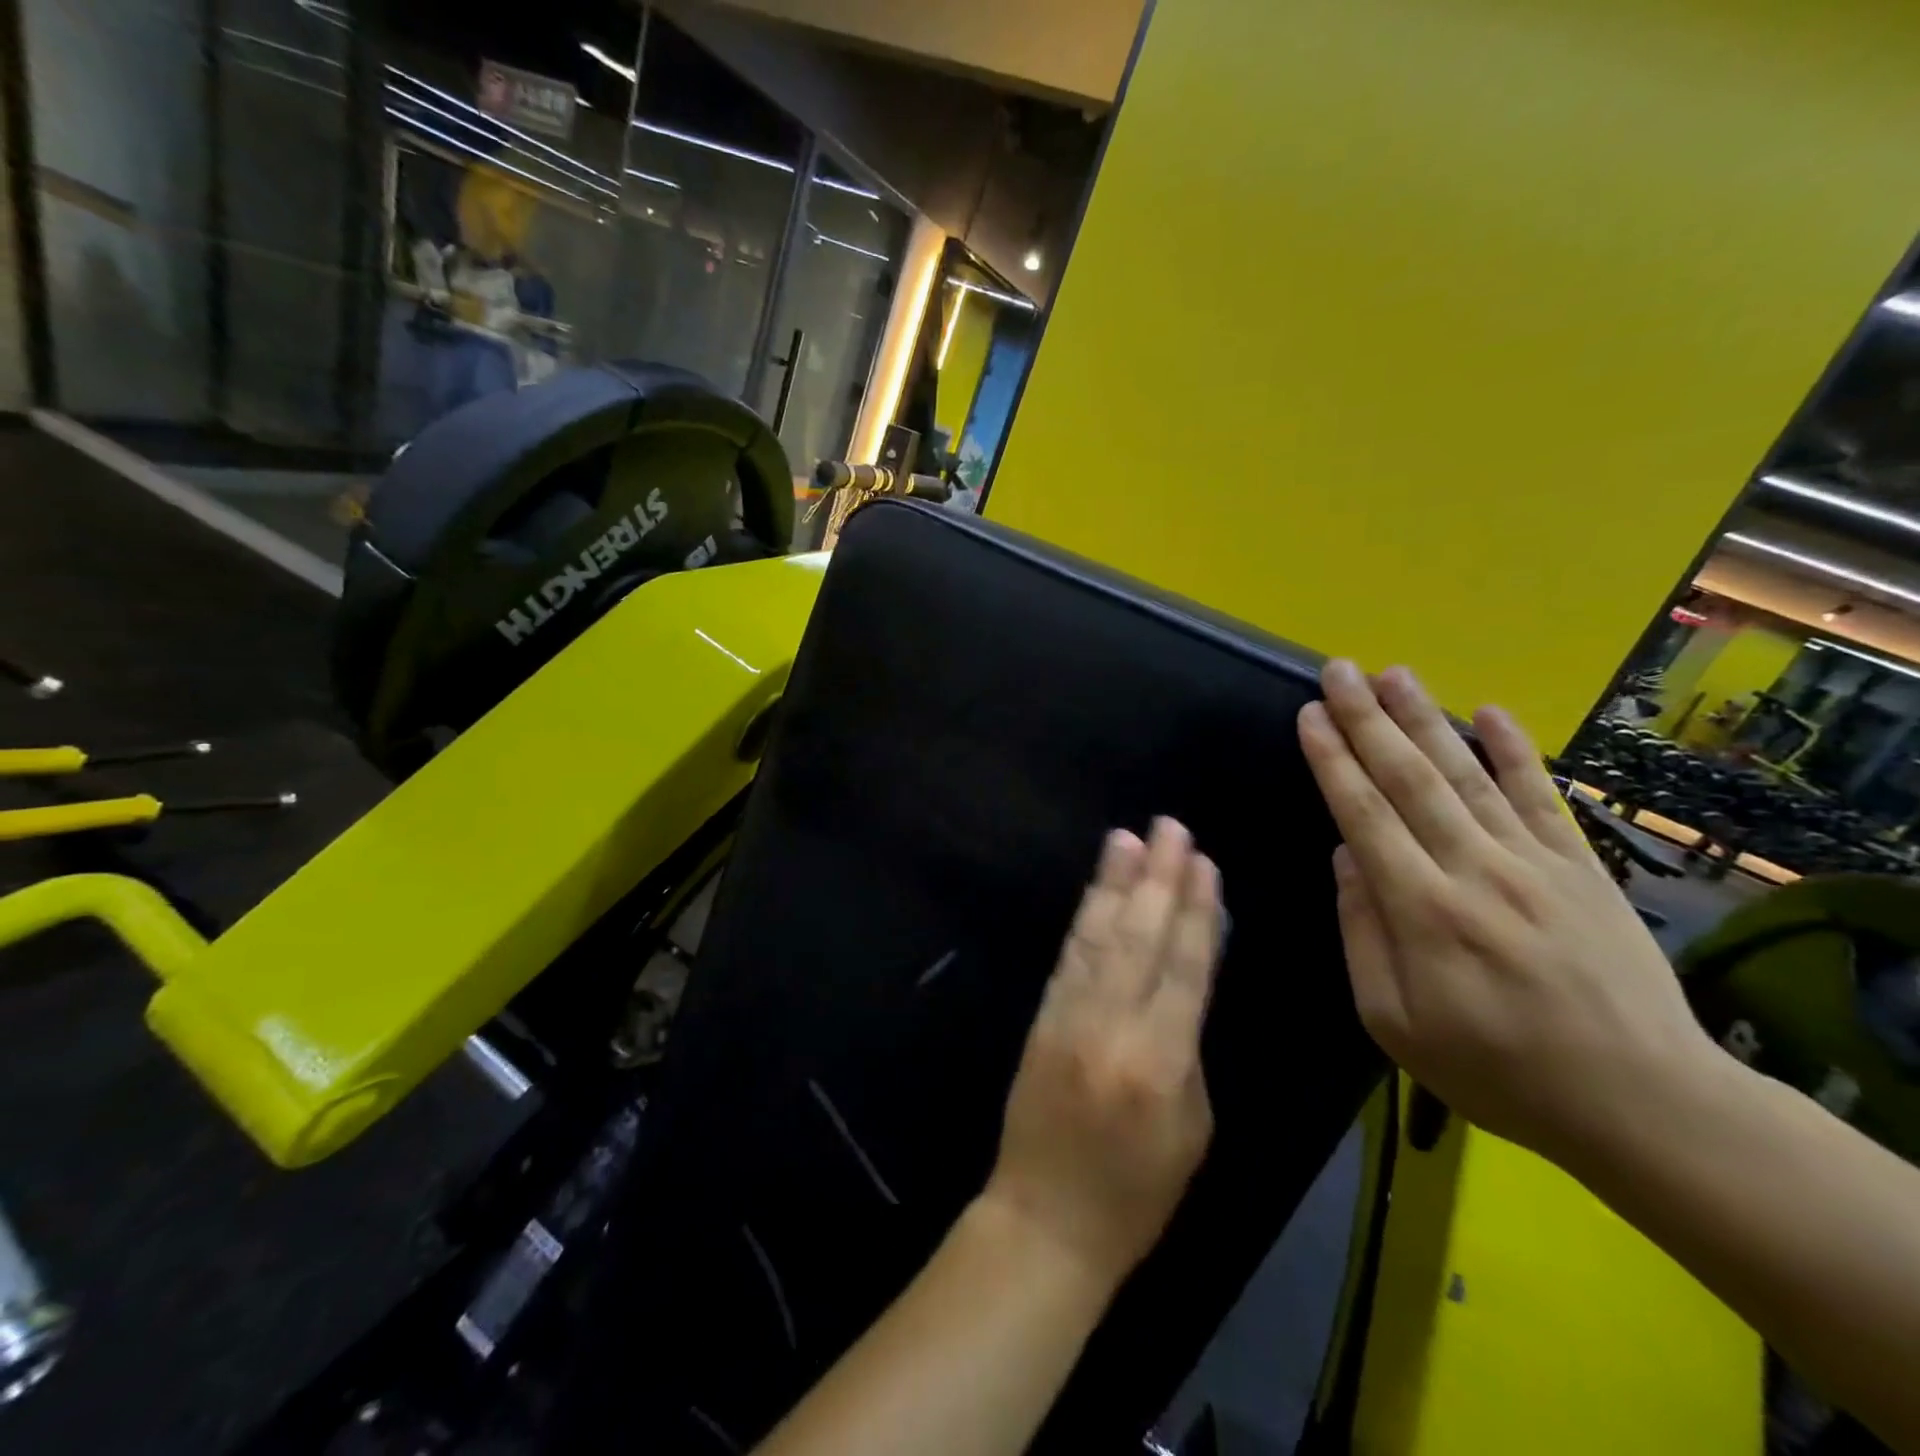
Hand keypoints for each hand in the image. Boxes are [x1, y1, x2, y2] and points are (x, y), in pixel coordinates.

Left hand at [983, 818, 1224, 1286]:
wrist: (1046, 1218)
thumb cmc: (1138, 1189)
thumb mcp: (1192, 1126)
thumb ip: (1189, 1045)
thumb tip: (1188, 977)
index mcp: (1162, 1062)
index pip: (1185, 968)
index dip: (1196, 911)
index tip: (1204, 863)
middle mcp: (1113, 1027)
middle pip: (1141, 939)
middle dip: (1158, 878)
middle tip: (1170, 827)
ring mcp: (1070, 1017)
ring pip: (1099, 937)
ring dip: (1114, 884)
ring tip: (1128, 838)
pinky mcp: (1042, 1017)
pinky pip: (1069, 958)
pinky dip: (1085, 918)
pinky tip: (1096, 890)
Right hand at [1297, 660, 1718, 1167]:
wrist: (1642, 1103)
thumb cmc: (1496, 1069)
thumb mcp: (1394, 1023)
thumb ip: (1362, 934)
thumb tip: (1346, 857)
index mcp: (1422, 910)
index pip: (1364, 814)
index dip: (1332, 759)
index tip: (1309, 714)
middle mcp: (1474, 869)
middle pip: (1410, 779)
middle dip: (1368, 720)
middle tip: (1340, 669)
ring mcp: (1534, 862)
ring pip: (1468, 774)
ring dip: (1426, 719)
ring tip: (1394, 673)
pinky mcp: (1582, 867)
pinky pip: (1542, 797)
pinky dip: (1516, 751)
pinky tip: (1492, 711)